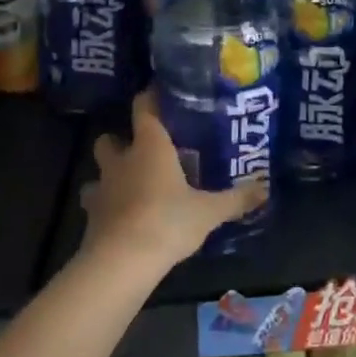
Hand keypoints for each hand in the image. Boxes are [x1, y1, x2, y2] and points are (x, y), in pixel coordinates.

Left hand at [79, 88, 268, 271]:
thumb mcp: (209, 211)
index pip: (144, 108)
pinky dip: (105, 205)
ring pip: (98, 171)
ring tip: (129, 184)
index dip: (150, 97)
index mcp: (150, 147)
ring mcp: (101, 189)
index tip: (160, 93)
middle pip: (109, 138)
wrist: (121, 262)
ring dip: (110, 174)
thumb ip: (236, 199)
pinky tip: (121, 216)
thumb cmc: (167, 222)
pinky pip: (95, 203)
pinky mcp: (90, 217)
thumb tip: (265, 189)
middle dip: (120, 139)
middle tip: (142, 149)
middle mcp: (122, 161)